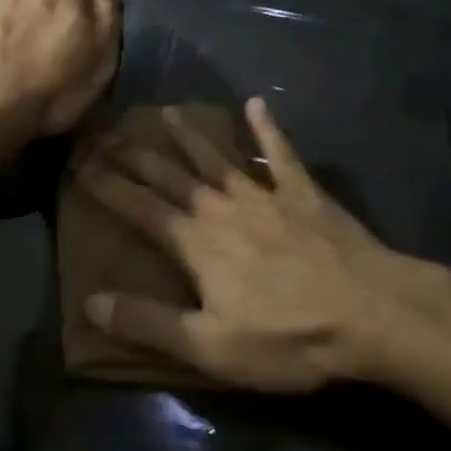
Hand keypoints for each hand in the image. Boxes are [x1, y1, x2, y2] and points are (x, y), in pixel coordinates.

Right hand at [77, 99, 439, 391]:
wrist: (372, 313)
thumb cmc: (289, 337)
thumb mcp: (210, 346)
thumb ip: (150, 322)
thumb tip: (90, 302)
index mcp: (196, 243)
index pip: (139, 208)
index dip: (106, 186)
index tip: (78, 163)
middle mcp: (222, 208)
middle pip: (170, 175)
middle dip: (135, 154)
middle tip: (107, 130)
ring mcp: (265, 196)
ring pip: (217, 158)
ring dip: (190, 136)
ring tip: (167, 112)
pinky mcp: (304, 194)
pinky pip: (281, 154)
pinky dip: (268, 129)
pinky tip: (257, 104)